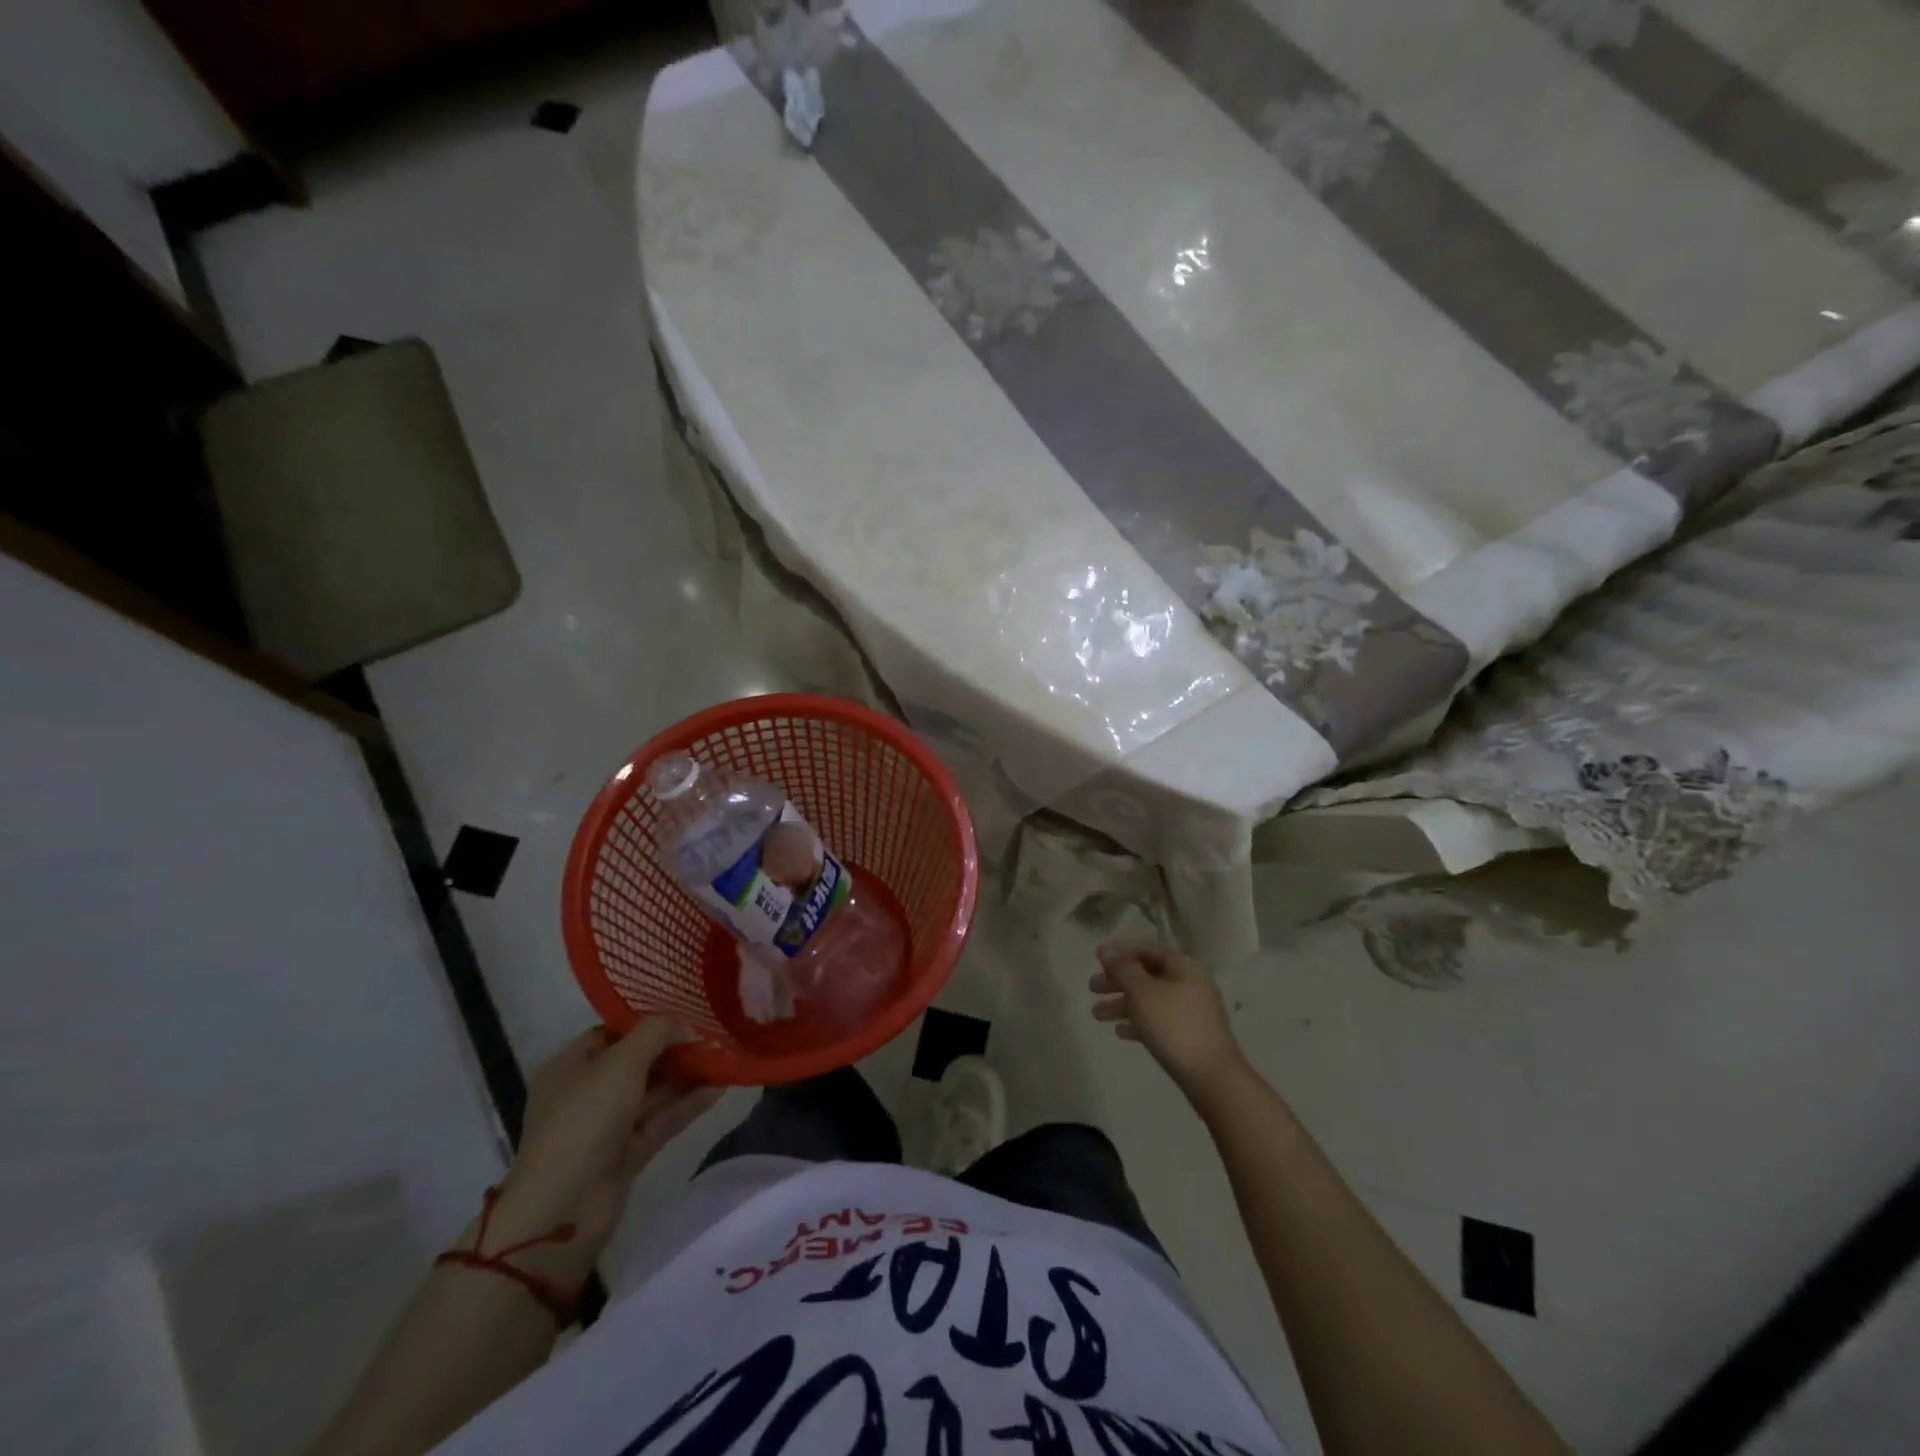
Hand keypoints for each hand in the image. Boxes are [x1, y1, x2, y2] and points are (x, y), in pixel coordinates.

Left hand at [484, 1021, 721, 1281]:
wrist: (564, 1210)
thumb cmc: (585, 1120)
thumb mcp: (621, 1062)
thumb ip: (657, 1033)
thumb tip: (687, 1025)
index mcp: (569, 1066)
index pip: (612, 1033)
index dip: (648, 1021)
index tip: (687, 1011)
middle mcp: (586, 1093)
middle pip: (637, 1062)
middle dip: (674, 1048)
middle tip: (714, 1033)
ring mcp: (607, 1126)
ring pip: (654, 1092)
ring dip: (687, 1075)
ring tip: (726, 1056)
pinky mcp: (627, 1154)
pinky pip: (662, 1120)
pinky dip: (688, 1104)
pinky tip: (720, 1087)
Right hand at [1090, 941, 1247, 1104]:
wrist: (1212, 1077)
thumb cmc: (1174, 1025)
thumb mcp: (1142, 993)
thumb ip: (1122, 969)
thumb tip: (1105, 950)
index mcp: (1183, 966)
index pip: (1148, 950)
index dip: (1121, 952)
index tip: (1096, 960)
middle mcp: (1190, 984)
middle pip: (1147, 975)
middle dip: (1117, 981)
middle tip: (1091, 989)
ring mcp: (1191, 1011)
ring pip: (1150, 1000)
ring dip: (1123, 1004)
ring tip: (1096, 1015)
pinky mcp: (1190, 1036)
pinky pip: (1159, 1021)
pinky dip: (1138, 1022)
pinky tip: (1119, 1032)